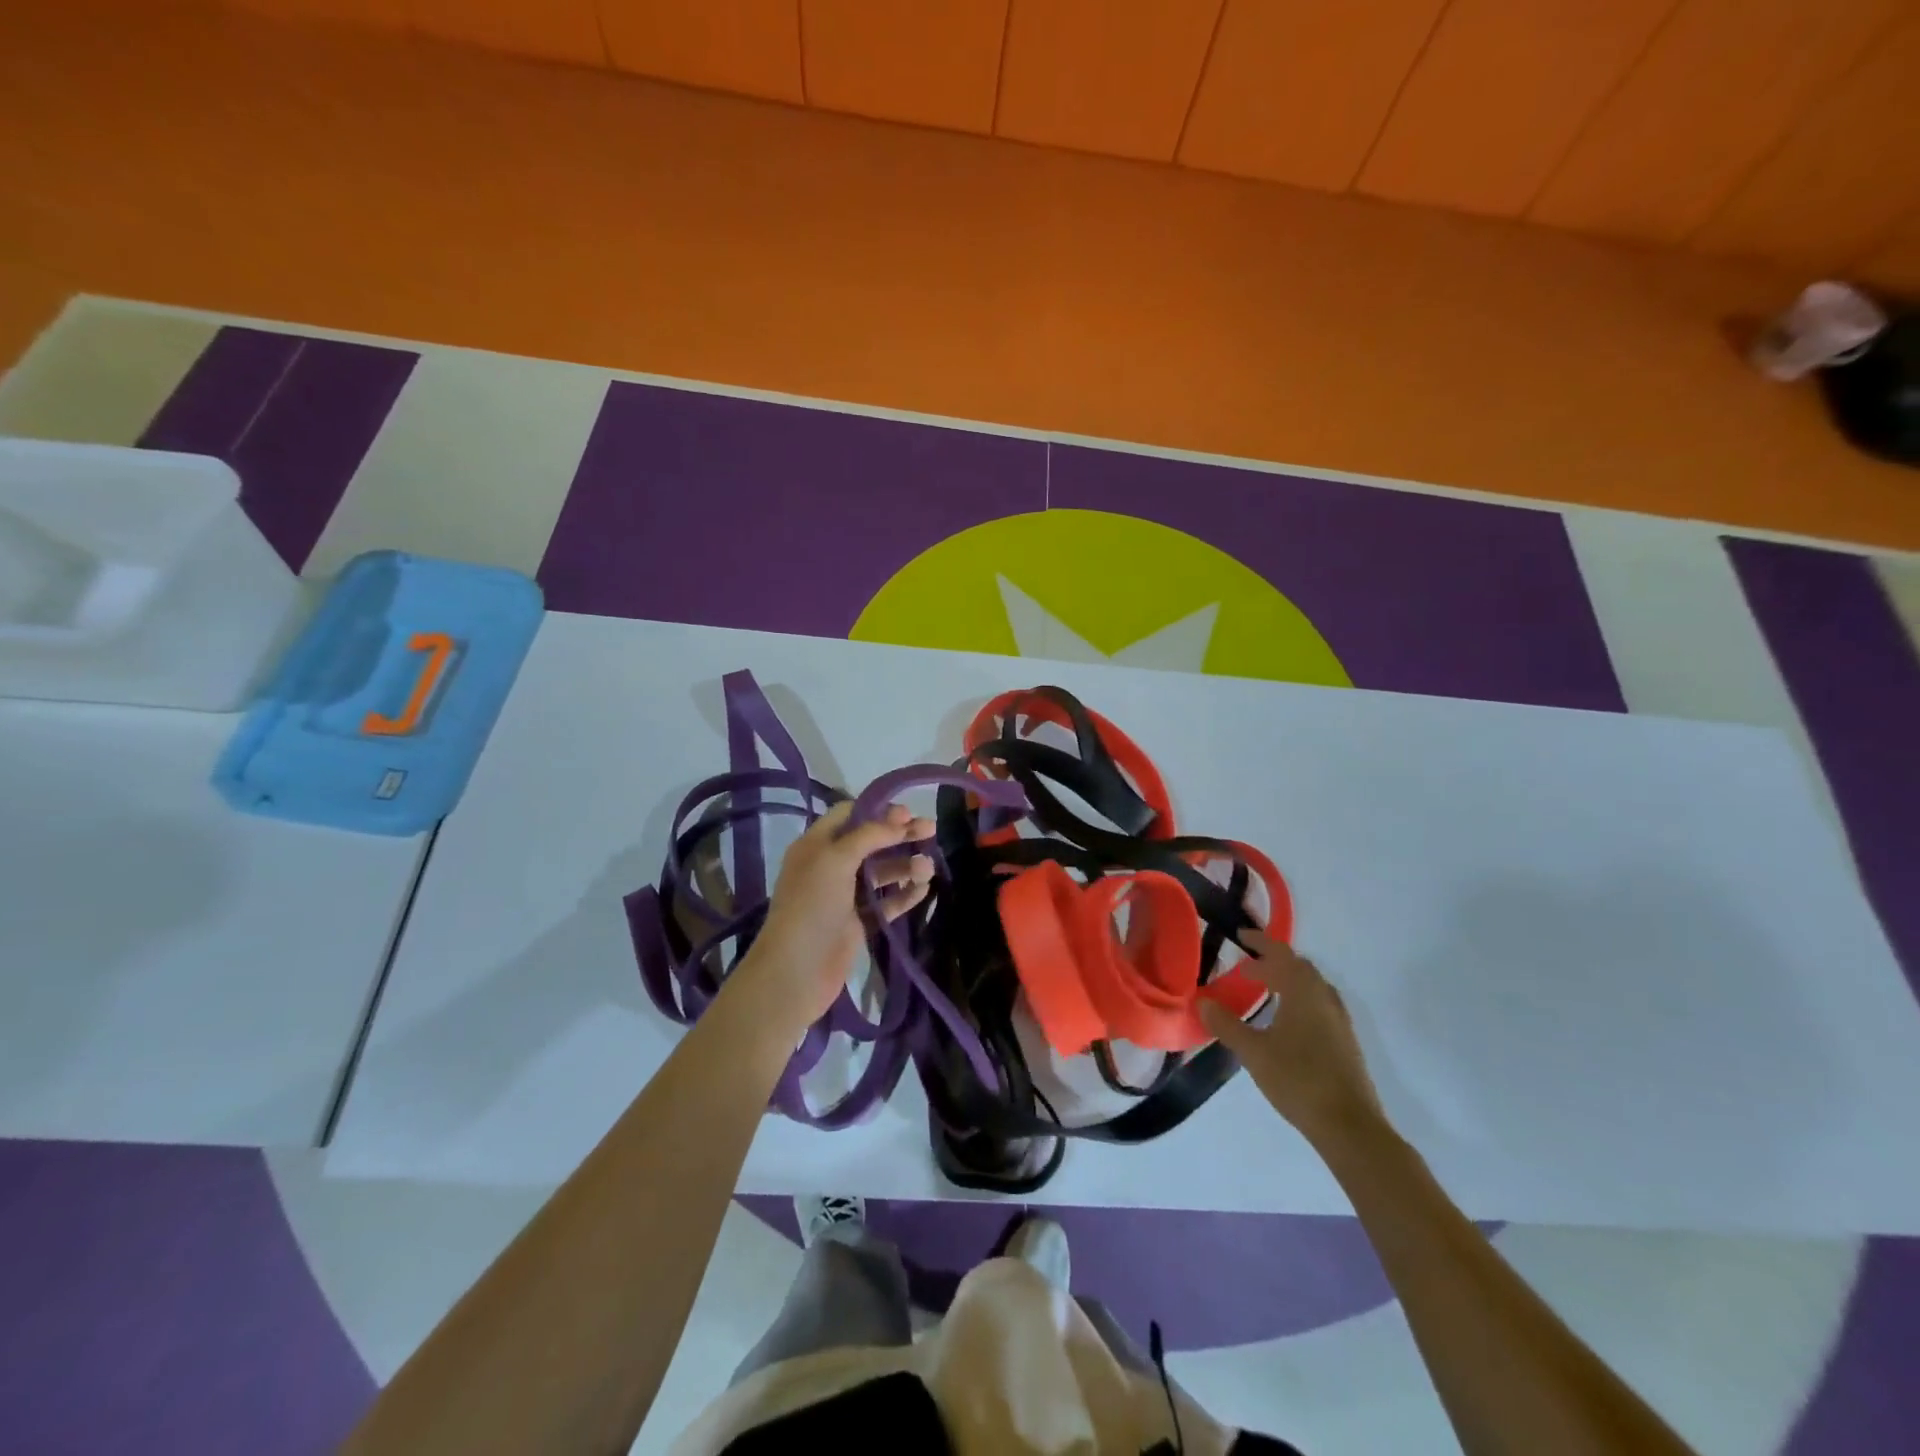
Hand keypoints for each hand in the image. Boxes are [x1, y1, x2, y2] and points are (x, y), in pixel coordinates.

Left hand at [739, 800, 933, 1028]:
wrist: (797, 971)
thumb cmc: (811, 905)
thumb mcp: (836, 859)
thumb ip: (869, 834)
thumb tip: (901, 818)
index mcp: (816, 845)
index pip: (849, 815)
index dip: (878, 810)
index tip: (908, 812)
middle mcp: (830, 866)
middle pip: (871, 842)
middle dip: (900, 835)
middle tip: (931, 829)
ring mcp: (845, 896)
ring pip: (881, 873)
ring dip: (906, 866)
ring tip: (928, 868)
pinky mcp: (859, 923)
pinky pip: (886, 902)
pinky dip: (904, 894)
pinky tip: (924, 889)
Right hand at [1199, 933, 1386, 1149]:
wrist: (1349, 1126)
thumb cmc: (1298, 1080)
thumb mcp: (1253, 1052)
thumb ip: (1226, 1024)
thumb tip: (1201, 1002)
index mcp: (1304, 992)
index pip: (1281, 954)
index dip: (1260, 942)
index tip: (1241, 937)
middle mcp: (1325, 999)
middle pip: (1300, 968)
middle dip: (1273, 963)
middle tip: (1246, 969)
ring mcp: (1340, 1021)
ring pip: (1312, 987)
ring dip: (1288, 981)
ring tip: (1265, 992)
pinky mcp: (1345, 1042)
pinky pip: (1320, 1005)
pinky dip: (1300, 1000)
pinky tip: (1287, 1022)